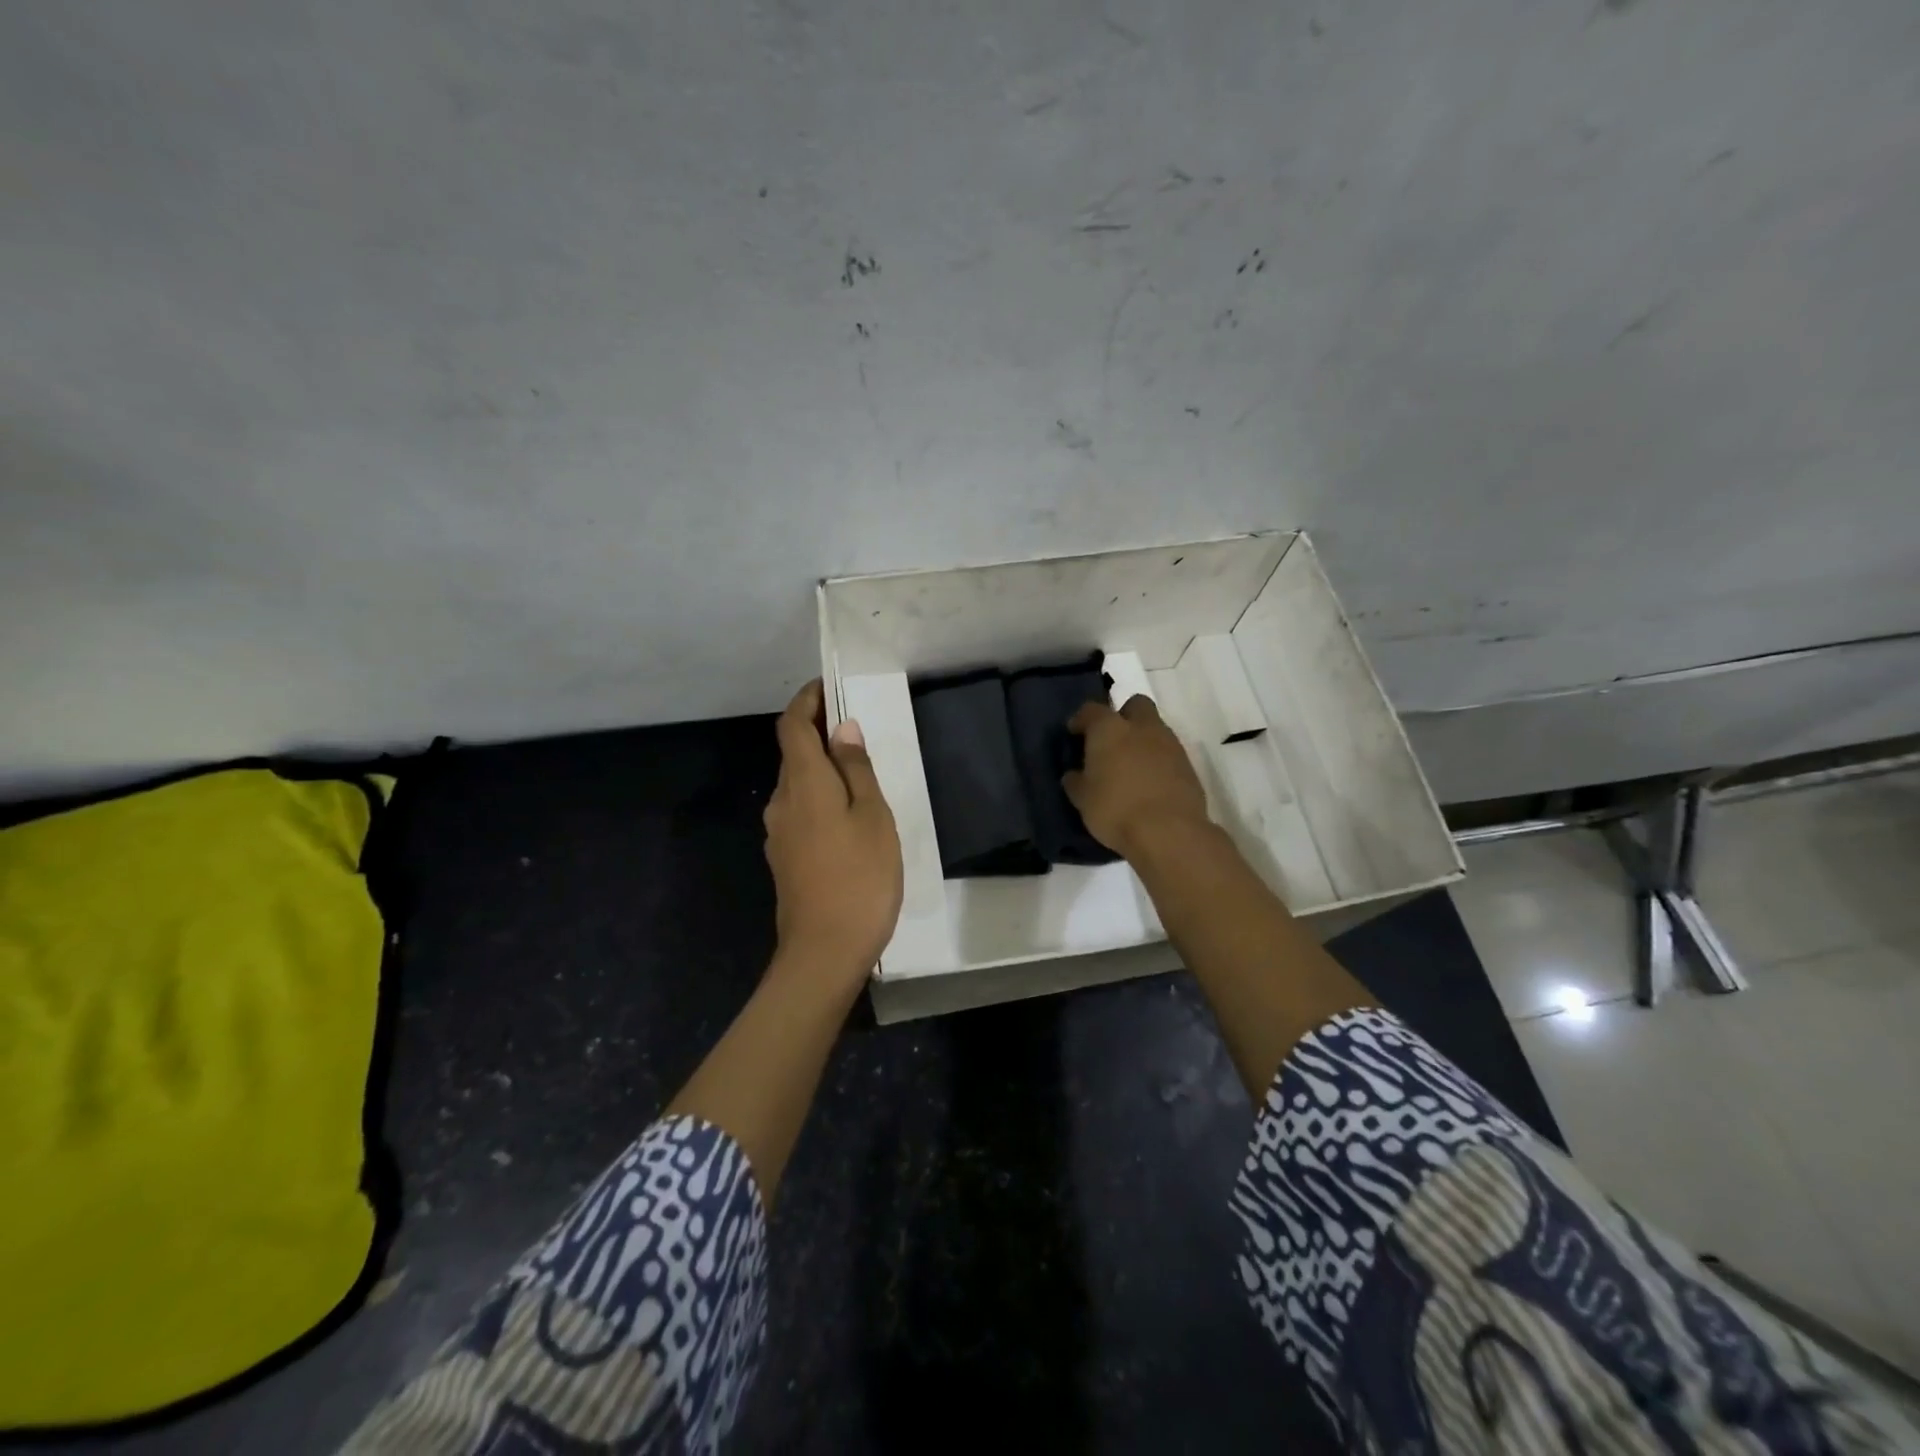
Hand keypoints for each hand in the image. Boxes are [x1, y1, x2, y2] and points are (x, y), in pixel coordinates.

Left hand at [763, 681, 902, 987]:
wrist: (824, 952)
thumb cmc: (859, 878)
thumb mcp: (873, 817)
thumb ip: (856, 770)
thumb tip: (842, 729)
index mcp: (803, 784)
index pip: (792, 726)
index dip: (806, 701)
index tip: (827, 687)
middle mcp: (782, 802)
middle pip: (793, 754)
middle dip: (818, 734)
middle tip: (856, 730)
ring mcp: (779, 833)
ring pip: (798, 786)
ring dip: (821, 769)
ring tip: (860, 774)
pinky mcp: (785, 858)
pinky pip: (801, 812)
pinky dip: (820, 798)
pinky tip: (848, 817)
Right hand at [1062, 695, 1210, 859]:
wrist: (1169, 832)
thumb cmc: (1115, 810)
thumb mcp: (1083, 800)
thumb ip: (1077, 781)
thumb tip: (1074, 775)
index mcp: (1110, 729)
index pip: (1092, 710)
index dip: (1081, 720)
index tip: (1074, 734)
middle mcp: (1142, 728)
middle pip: (1135, 705)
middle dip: (1123, 716)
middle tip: (1111, 741)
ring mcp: (1170, 745)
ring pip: (1155, 728)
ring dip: (1142, 740)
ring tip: (1130, 767)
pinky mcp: (1189, 766)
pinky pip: (1169, 753)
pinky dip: (1158, 761)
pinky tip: (1149, 783)